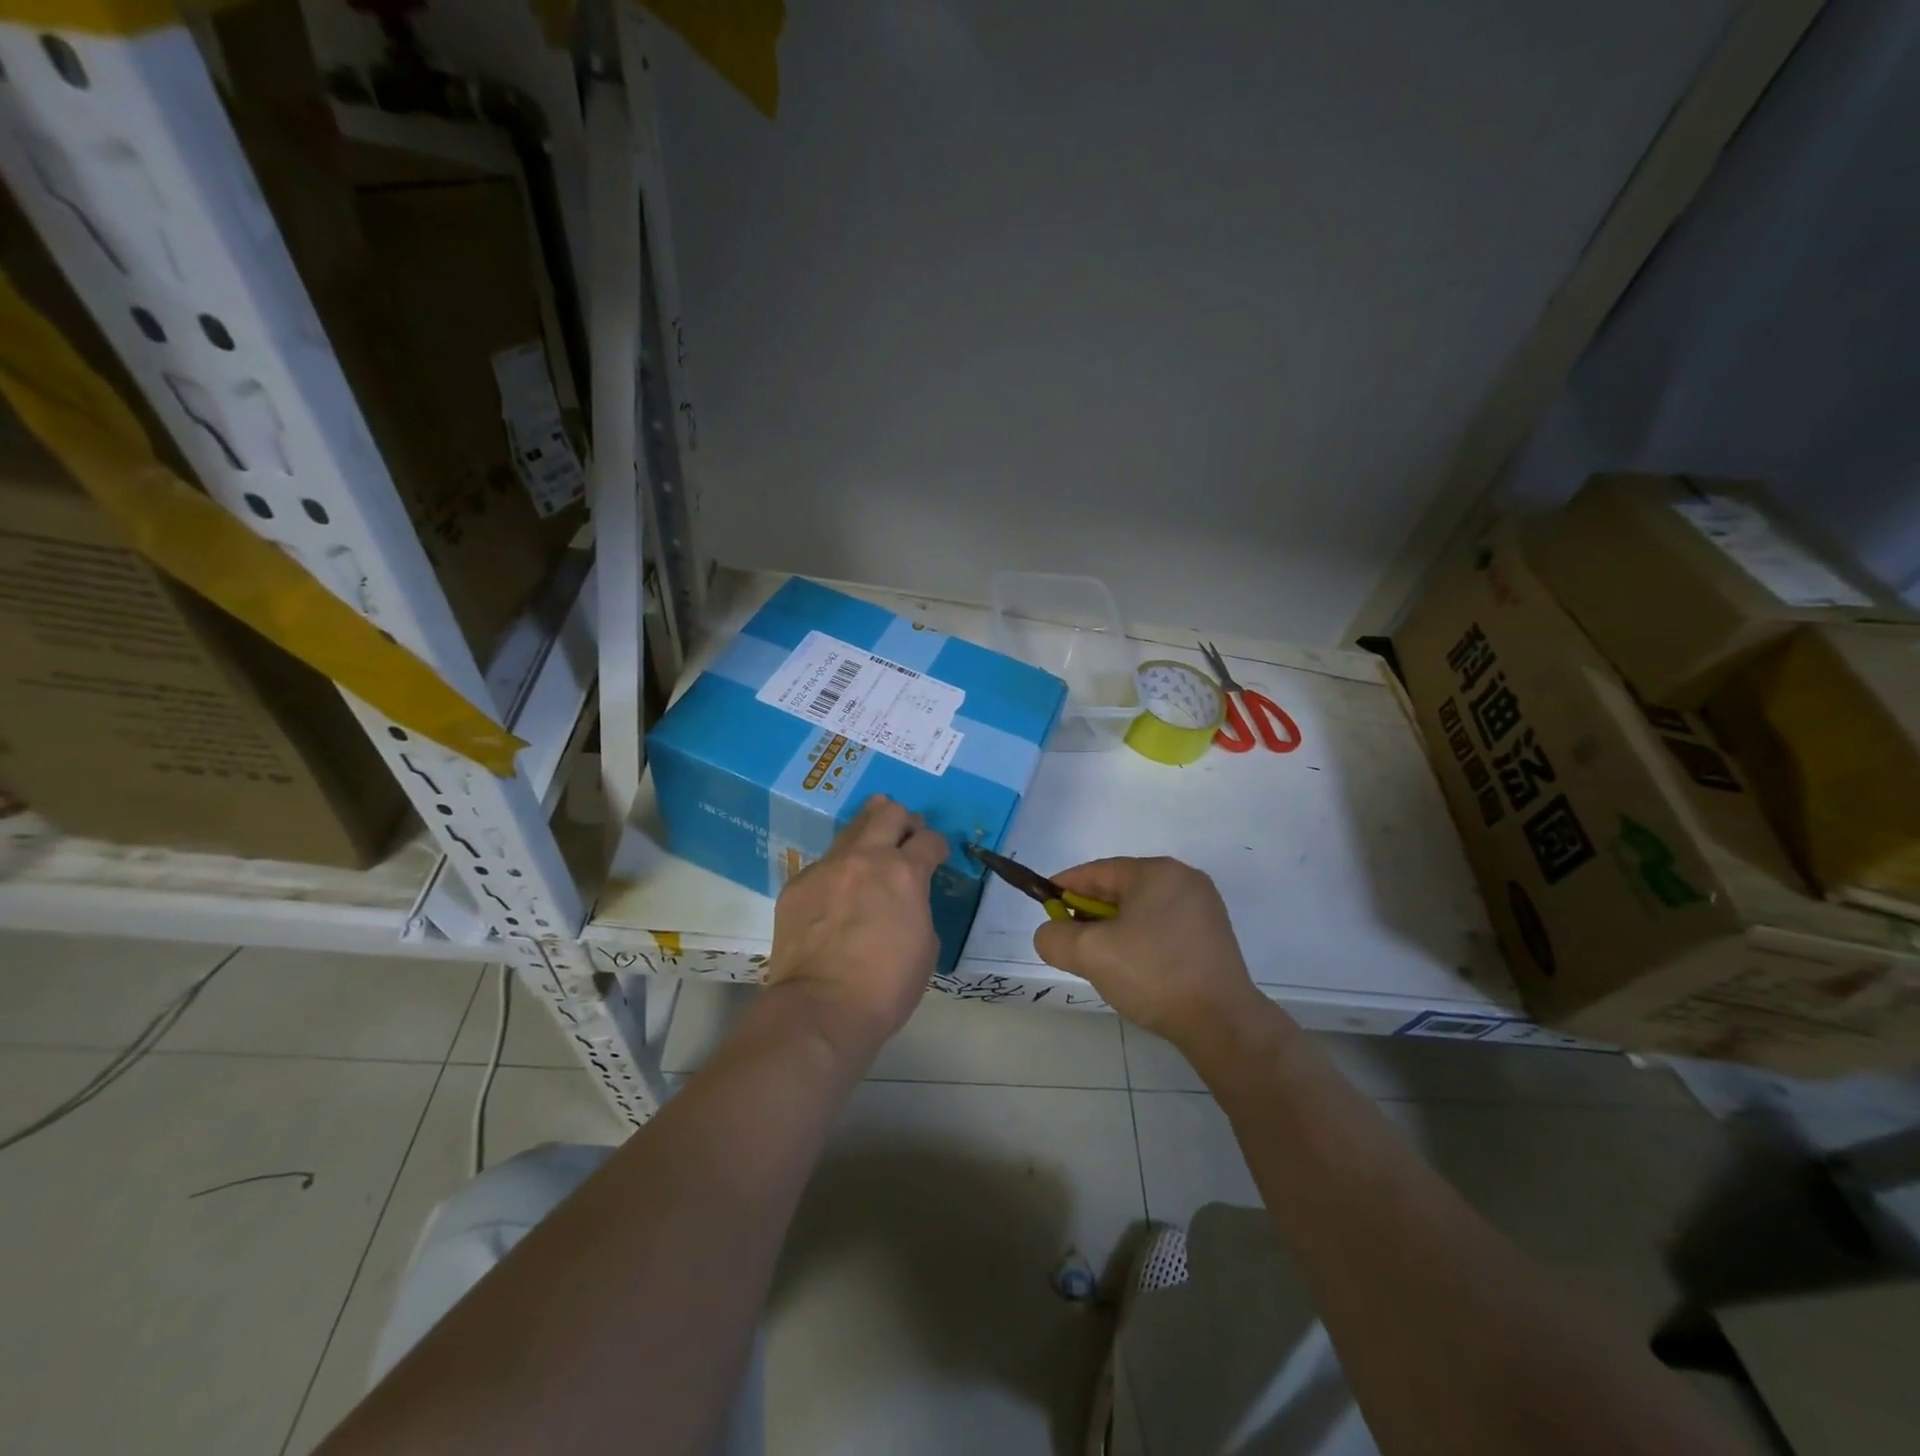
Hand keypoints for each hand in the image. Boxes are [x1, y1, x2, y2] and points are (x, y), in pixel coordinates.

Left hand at [765, 796, 946, 1063]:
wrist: (820, 1008)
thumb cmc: (886, 986)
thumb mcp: (925, 944)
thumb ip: (917, 906)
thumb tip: (905, 898)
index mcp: (904, 872)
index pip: (930, 839)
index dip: (938, 846)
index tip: (937, 855)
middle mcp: (865, 858)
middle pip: (888, 813)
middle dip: (904, 821)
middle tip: (906, 839)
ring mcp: (826, 867)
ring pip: (851, 829)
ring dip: (868, 834)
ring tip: (872, 853)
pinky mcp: (797, 884)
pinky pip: (823, 865)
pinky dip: (838, 872)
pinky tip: (836, 897)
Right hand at [1032, 856, 1272, 1050]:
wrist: (1222, 1023)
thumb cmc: (1153, 975)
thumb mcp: (1090, 953)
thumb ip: (1055, 937)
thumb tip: (1051, 933)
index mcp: (1157, 872)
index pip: (1098, 872)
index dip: (1065, 886)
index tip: (1044, 905)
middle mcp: (1184, 880)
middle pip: (1121, 889)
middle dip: (1089, 912)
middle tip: (1069, 938)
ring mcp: (1203, 909)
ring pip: (1141, 910)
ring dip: (1114, 929)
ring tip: (1098, 958)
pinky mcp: (1212, 937)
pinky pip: (1162, 928)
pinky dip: (1139, 940)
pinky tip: (1131, 968)